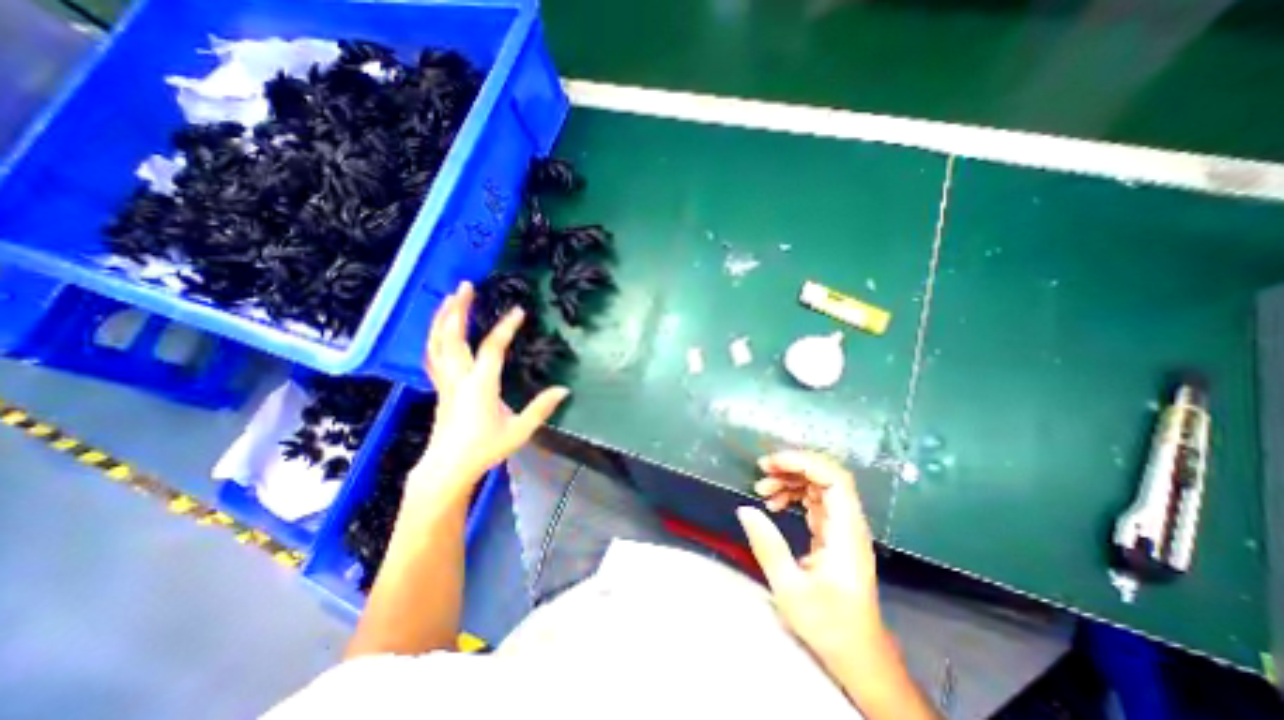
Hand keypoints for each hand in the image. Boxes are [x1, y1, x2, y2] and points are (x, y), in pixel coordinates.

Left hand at [420, 282, 566, 488]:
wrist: (447, 468)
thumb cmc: (485, 449)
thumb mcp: (519, 431)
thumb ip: (541, 408)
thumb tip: (564, 389)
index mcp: (481, 385)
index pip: (493, 348)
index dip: (506, 328)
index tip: (519, 311)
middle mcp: (459, 377)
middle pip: (454, 336)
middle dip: (459, 308)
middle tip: (466, 285)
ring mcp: (445, 381)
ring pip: (438, 343)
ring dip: (443, 318)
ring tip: (450, 298)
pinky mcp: (439, 387)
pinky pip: (434, 356)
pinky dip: (435, 337)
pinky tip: (440, 330)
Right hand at [737, 452, 888, 678]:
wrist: (858, 656)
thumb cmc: (828, 626)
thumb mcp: (790, 589)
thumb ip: (768, 545)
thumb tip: (745, 509)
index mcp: (846, 533)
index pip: (834, 479)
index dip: (804, 462)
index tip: (771, 464)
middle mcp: (849, 524)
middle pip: (826, 476)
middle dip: (792, 467)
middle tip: (761, 472)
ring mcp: (842, 528)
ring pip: (819, 486)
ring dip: (790, 480)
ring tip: (762, 490)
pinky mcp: (834, 534)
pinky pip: (814, 501)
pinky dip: (793, 495)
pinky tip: (774, 504)